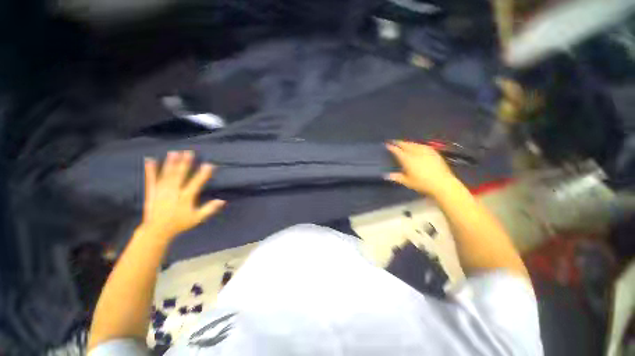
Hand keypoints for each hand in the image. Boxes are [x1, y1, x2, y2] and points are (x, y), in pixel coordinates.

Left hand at [140, 151, 224, 240]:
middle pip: (180, 175)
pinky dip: (150, 170)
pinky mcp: (152, 192)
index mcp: (185, 198)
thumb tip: (222, 200)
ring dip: (170, 163)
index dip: (203, 174)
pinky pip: (151, 180)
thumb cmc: (179, 223)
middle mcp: (173, 192)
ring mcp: (161, 191)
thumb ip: (209, 209)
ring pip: (166, 175)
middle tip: (189, 152)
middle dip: (185, 163)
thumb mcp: (197, 218)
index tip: (209, 164)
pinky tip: (149, 160)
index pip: (196, 183)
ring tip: (174, 152)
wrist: (157, 230)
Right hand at [386, 141, 456, 194]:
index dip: (391, 147)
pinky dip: (417, 144)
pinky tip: (417, 146)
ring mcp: (425, 151)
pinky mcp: (433, 152)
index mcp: (407, 159)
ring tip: (404, 143)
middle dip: (399, 143)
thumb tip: (386, 175)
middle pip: (406, 145)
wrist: (442, 183)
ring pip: (414, 144)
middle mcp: (415, 153)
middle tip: (394, 141)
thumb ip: (396, 177)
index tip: (387, 145)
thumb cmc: (422, 183)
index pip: (397, 151)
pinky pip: (423, 146)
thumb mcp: (407, 182)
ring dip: (408, 143)